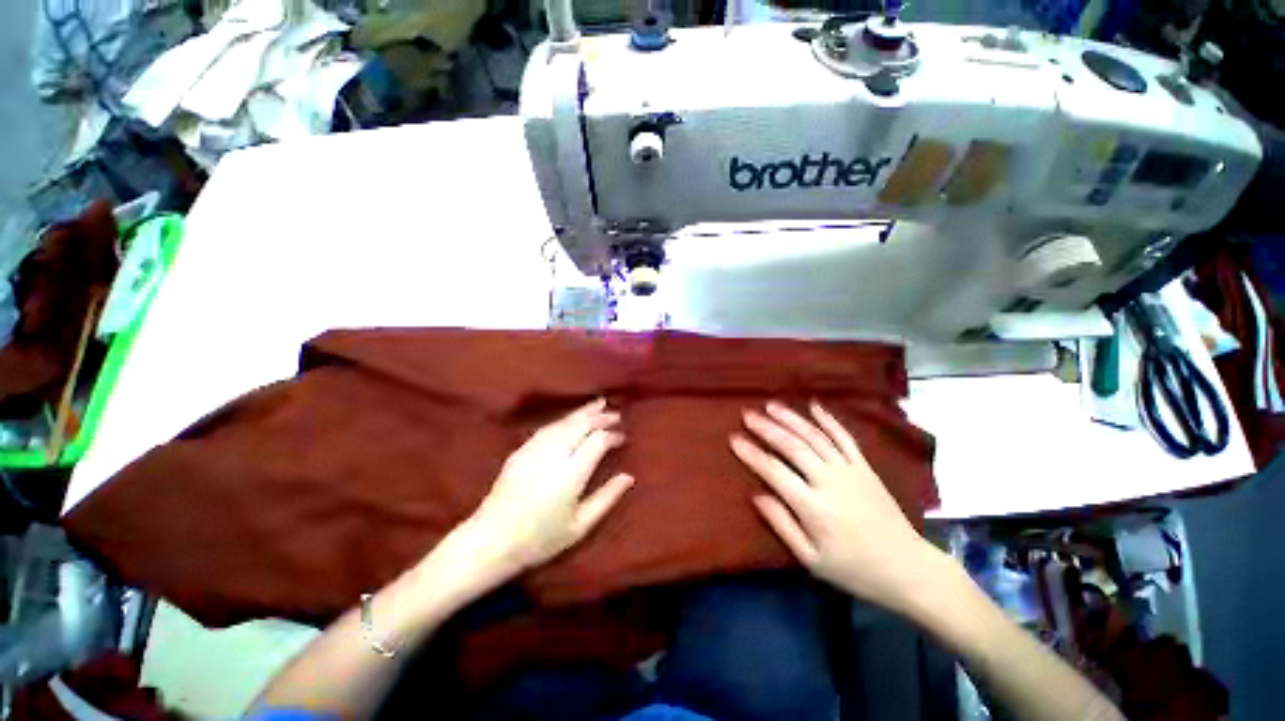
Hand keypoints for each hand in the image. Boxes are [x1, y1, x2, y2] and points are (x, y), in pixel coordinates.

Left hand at [466, 398, 633, 574]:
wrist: (491, 541)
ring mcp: (534, 450)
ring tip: (598, 404)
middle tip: (615, 414)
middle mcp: (554, 455)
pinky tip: (571, 418)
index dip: (612, 436)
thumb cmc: (540, 539)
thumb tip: (628, 477)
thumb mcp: (580, 526)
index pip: (597, 441)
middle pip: (581, 425)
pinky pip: (547, 427)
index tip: (622, 437)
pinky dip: (564, 420)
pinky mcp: (521, 451)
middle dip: (600, 416)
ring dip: (583, 412)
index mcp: (571, 474)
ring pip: (564, 422)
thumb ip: (607, 498)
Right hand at [731, 401, 937, 608]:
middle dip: (767, 428)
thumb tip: (756, 495)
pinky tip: (813, 405)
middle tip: (747, 415)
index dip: (752, 453)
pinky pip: (844, 437)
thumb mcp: (811, 560)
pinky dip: (828, 420)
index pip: (774, 471)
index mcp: (813, 507)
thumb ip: (782, 524)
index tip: (734, 438)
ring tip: (771, 405)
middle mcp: (829, 481)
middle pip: (793, 447)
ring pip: (815, 436)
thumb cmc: (854, 568)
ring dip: (791, 418)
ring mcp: (849, 470)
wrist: (908, 568)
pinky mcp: (864, 467)